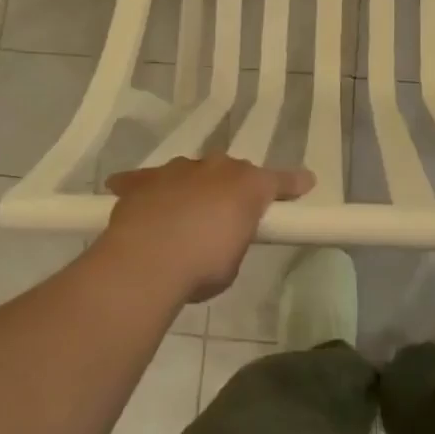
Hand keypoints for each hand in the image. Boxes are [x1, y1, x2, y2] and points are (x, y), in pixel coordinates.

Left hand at [101, 154, 312, 303]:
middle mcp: (215, 167)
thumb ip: (233, 240)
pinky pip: (147, 180)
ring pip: (191, 173)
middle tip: (224, 215)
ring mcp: (177, 169)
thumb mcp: (232, 261)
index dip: (291, 184)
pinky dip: (146, 188)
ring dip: (191, 189)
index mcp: (247, 186)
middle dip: (229, 189)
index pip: (278, 181)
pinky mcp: (144, 179)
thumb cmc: (202, 266)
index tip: (306, 181)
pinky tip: (129, 194)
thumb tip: (222, 236)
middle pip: (230, 172)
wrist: (147, 259)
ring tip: (181, 217)